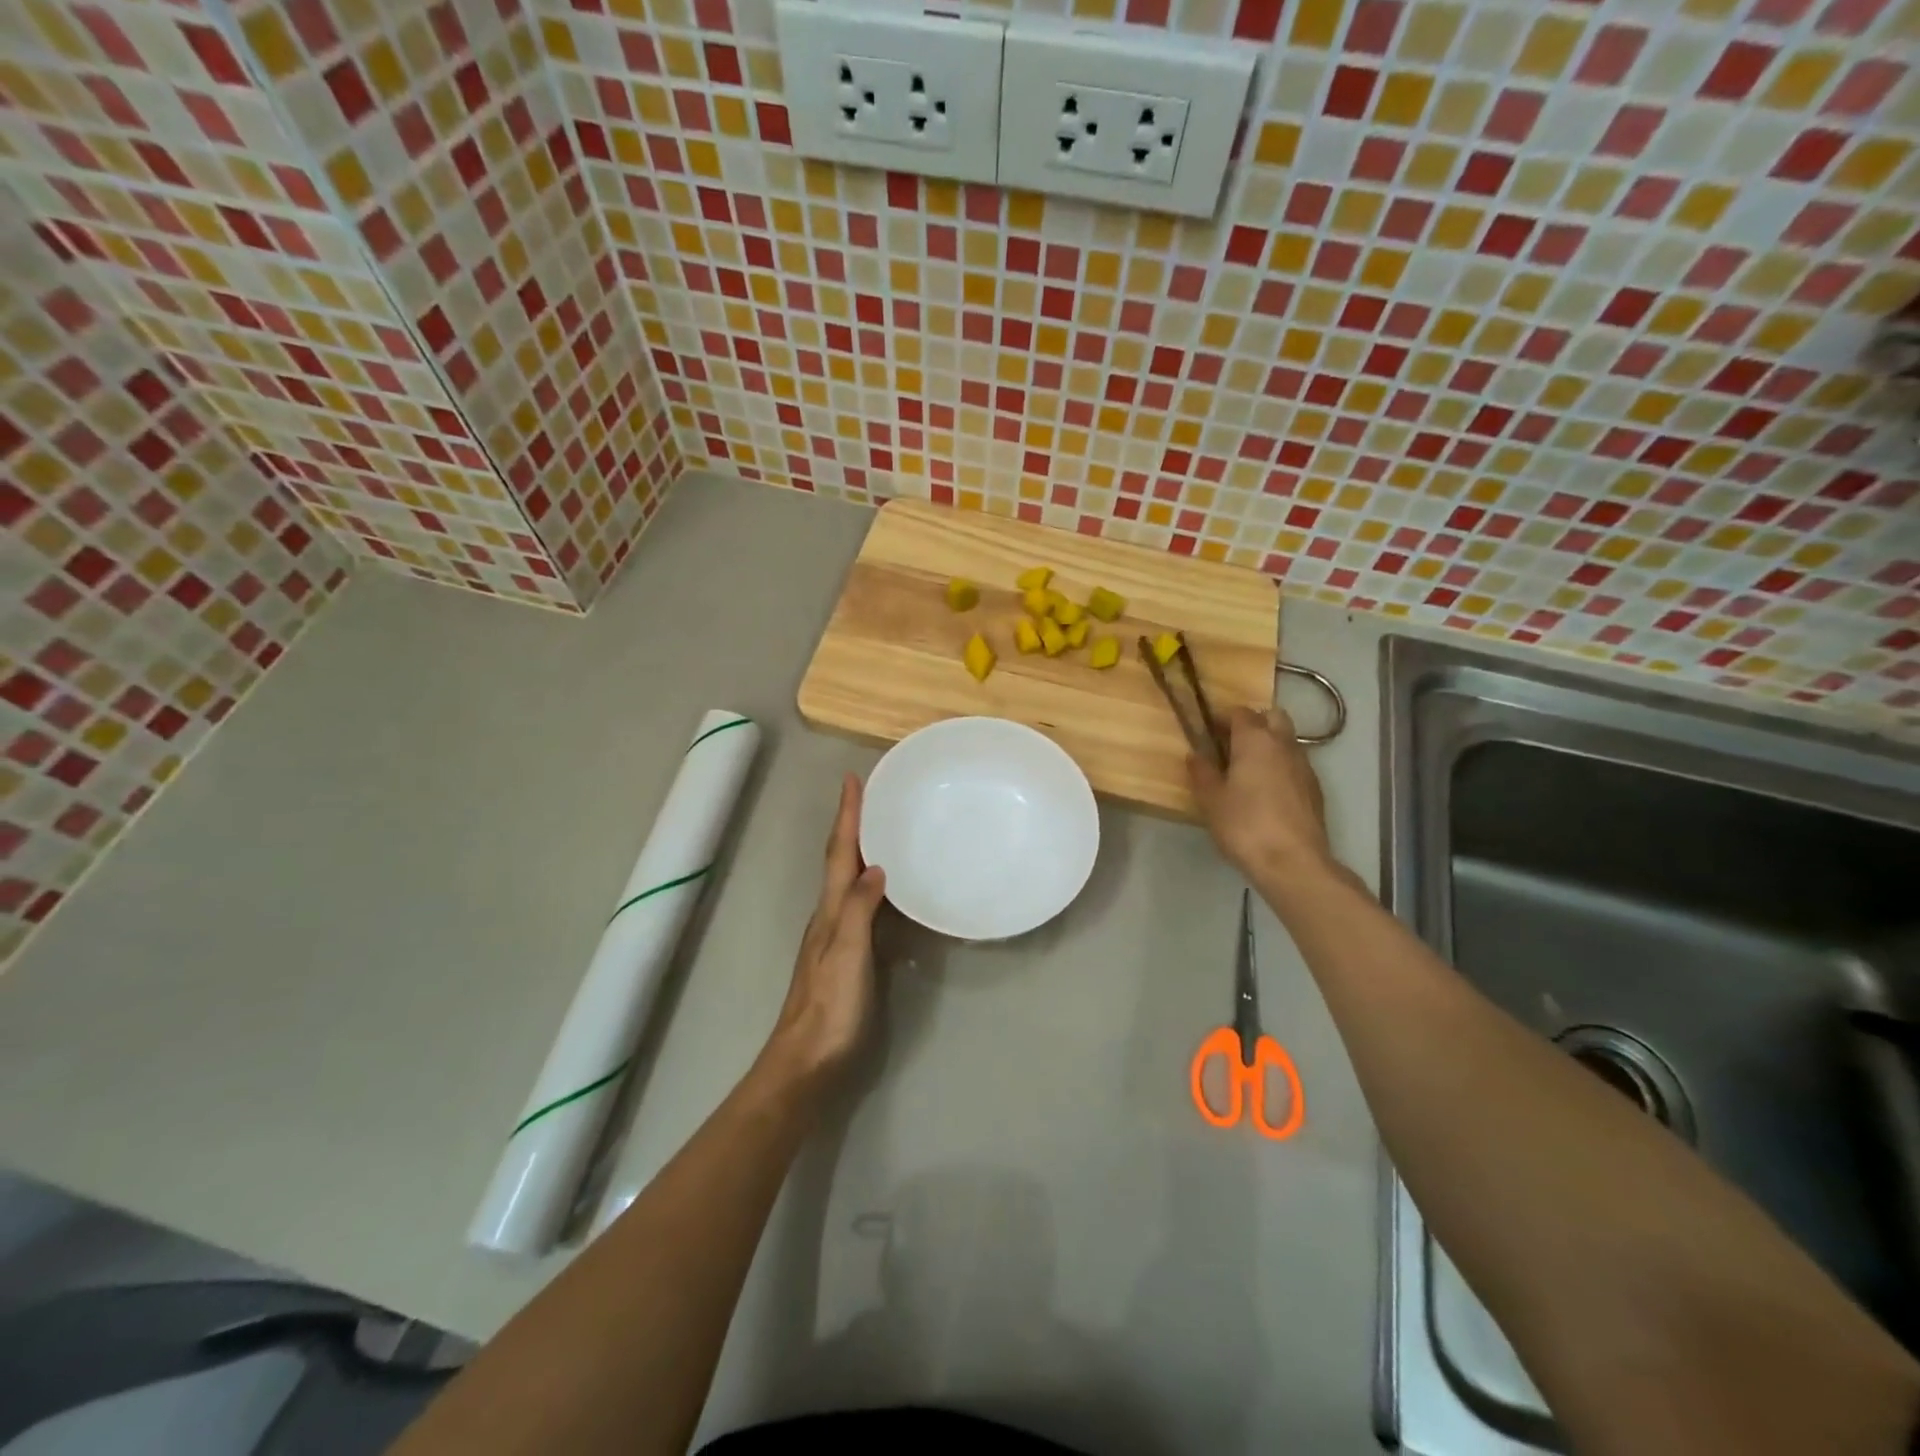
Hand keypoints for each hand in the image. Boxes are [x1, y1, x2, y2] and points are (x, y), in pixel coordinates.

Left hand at [766, 774, 886, 1083]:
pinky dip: (873, 885)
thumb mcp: (846, 953)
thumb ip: (859, 909)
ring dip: (862, 851)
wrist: (808, 1061)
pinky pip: (862, 905)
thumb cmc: (830, 1006)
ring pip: (850, 881)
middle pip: (841, 860)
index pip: (839, 852)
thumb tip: (875, 865)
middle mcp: (830, 915)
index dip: (846, 816)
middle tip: (872, 797)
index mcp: (829, 910)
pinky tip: (889, 890)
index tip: (853, 779)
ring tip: (884, 831)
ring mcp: (837, 936)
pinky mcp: (849, 956)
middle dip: (854, 825)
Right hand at [1188, 707, 1336, 886]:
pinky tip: (1267, 792)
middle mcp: (1284, 744)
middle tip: (1232, 744)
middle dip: (1253, 723)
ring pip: (1287, 740)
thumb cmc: (1245, 825)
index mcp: (1255, 740)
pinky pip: (1295, 764)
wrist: (1293, 862)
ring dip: (1269, 745)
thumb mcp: (1211, 800)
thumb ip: (1202, 772)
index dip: (1222, 718)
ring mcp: (1305, 766)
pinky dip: (1281, 767)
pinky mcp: (1315, 789)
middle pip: (1272, 716)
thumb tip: (1195, 754)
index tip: (1207, 731)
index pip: (1240, 712)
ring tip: (1248, 770)